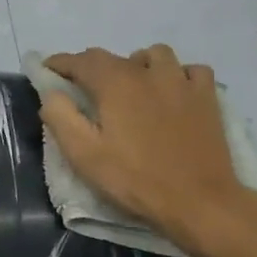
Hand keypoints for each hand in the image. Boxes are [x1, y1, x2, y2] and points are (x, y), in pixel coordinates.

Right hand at [40, 45, 245, 247]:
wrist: (198, 201)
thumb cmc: (135, 180)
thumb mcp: (85, 156)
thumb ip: (62, 118)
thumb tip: (51, 93)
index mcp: (116, 83)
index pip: (82, 60)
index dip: (61, 62)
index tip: (48, 69)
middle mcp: (149, 72)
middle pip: (116, 57)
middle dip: (95, 67)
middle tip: (86, 90)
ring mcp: (183, 82)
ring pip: (156, 55)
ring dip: (139, 64)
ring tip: (133, 86)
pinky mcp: (208, 98)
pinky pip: (191, 71)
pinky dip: (178, 75)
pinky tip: (174, 92)